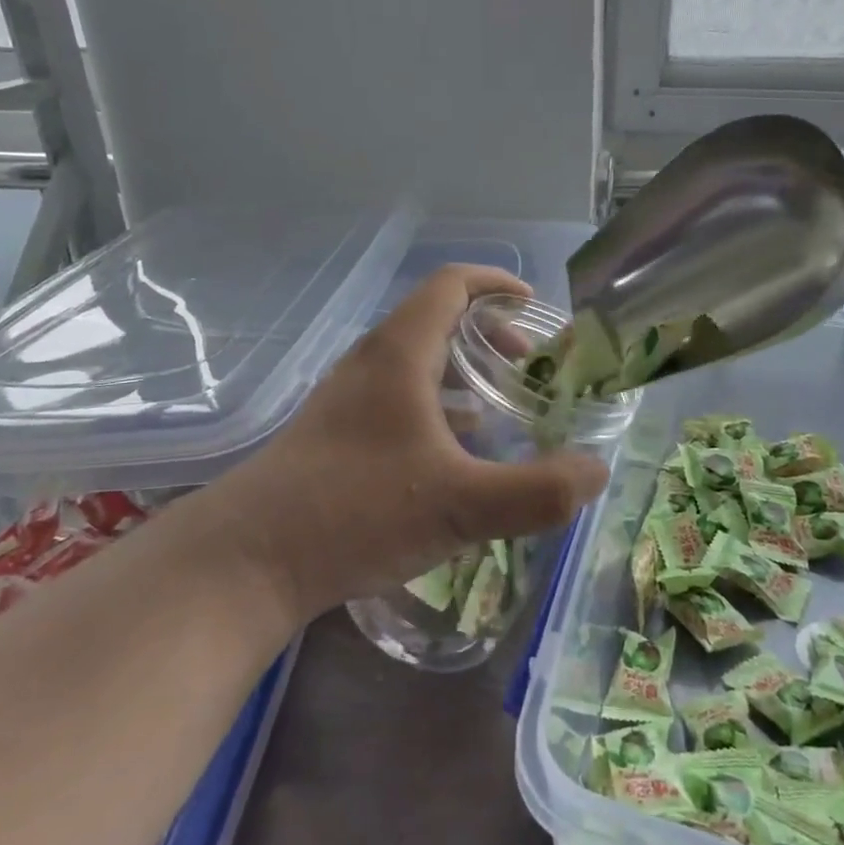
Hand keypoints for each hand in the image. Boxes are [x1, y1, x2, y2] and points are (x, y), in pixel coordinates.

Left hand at [227, 266, 609, 619]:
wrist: (247, 560)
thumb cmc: (355, 511)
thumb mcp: (460, 505)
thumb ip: (538, 491)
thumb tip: (597, 473)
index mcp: (400, 353)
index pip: (452, 285)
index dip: (497, 284)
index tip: (536, 305)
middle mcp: (370, 363)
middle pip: (437, 321)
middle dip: (491, 336)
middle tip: (531, 368)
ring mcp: (347, 400)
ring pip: (416, 364)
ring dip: (463, 375)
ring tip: (503, 410)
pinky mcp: (335, 435)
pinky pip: (398, 400)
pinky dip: (437, 409)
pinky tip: (455, 456)